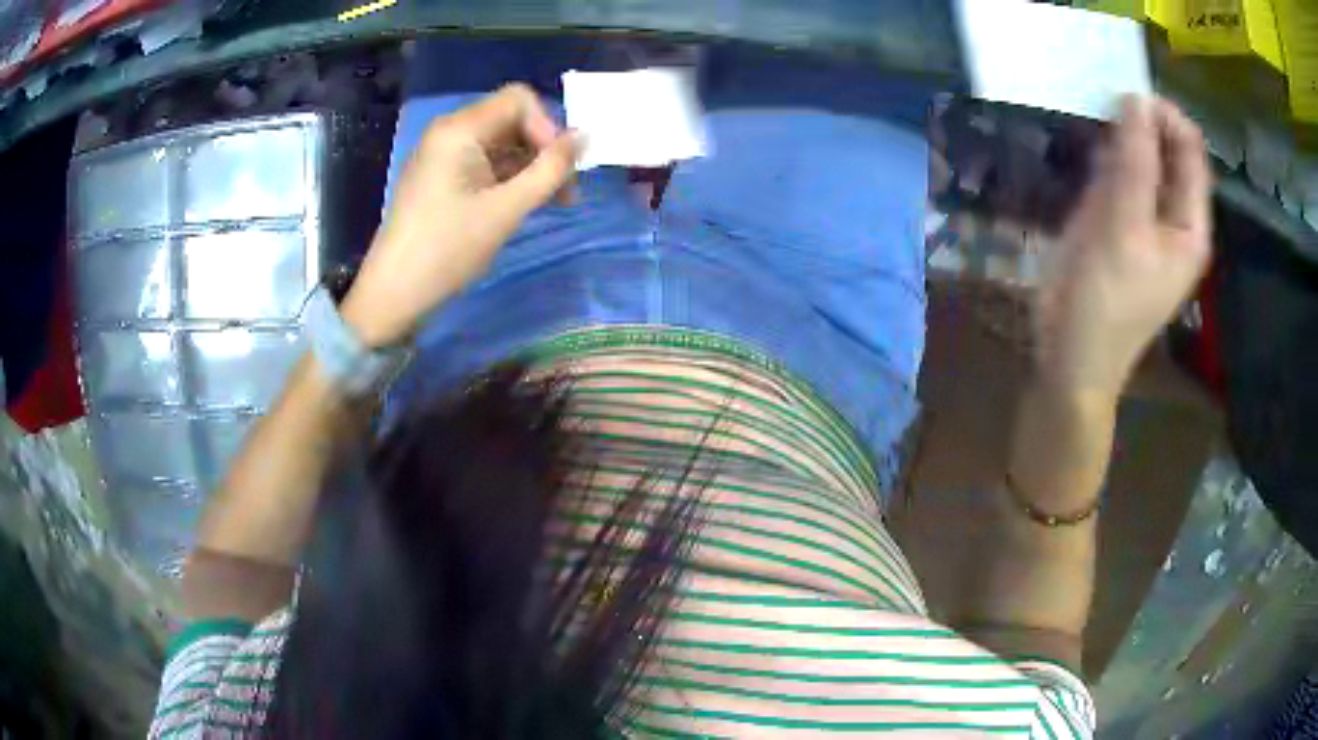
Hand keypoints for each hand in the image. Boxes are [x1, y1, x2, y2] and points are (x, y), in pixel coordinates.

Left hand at [341, 84, 580, 346]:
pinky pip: (484, 162)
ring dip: (530, 166)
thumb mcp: (506, 210)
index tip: (559, 168)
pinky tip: (522, 205)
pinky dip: (509, 177)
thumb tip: (584, 136)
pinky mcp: (441, 176)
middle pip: (511, 119)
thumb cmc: (448, 250)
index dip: (548, 127)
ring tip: (550, 203)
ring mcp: (443, 154)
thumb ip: (550, 170)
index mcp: (460, 129)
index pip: (520, 100)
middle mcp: (450, 131)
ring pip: (501, 143)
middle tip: (565, 191)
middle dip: (543, 148)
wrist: (393, 293)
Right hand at [1036, 96, 1211, 397]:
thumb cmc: (1106, 301)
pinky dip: (1104, 152)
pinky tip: (1087, 144)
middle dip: (1140, 120)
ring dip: (1120, 133)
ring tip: (1092, 111)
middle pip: (1167, 149)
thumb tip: (1136, 99)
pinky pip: (1117, 172)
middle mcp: (1173, 215)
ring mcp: (1143, 215)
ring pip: (1140, 157)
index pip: (1190, 151)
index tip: (1125, 95)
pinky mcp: (1116, 218)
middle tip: (1102, 98)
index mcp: (1190, 224)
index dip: (1164, 116)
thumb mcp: (1125, 229)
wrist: (1071, 354)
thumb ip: (1136, 163)